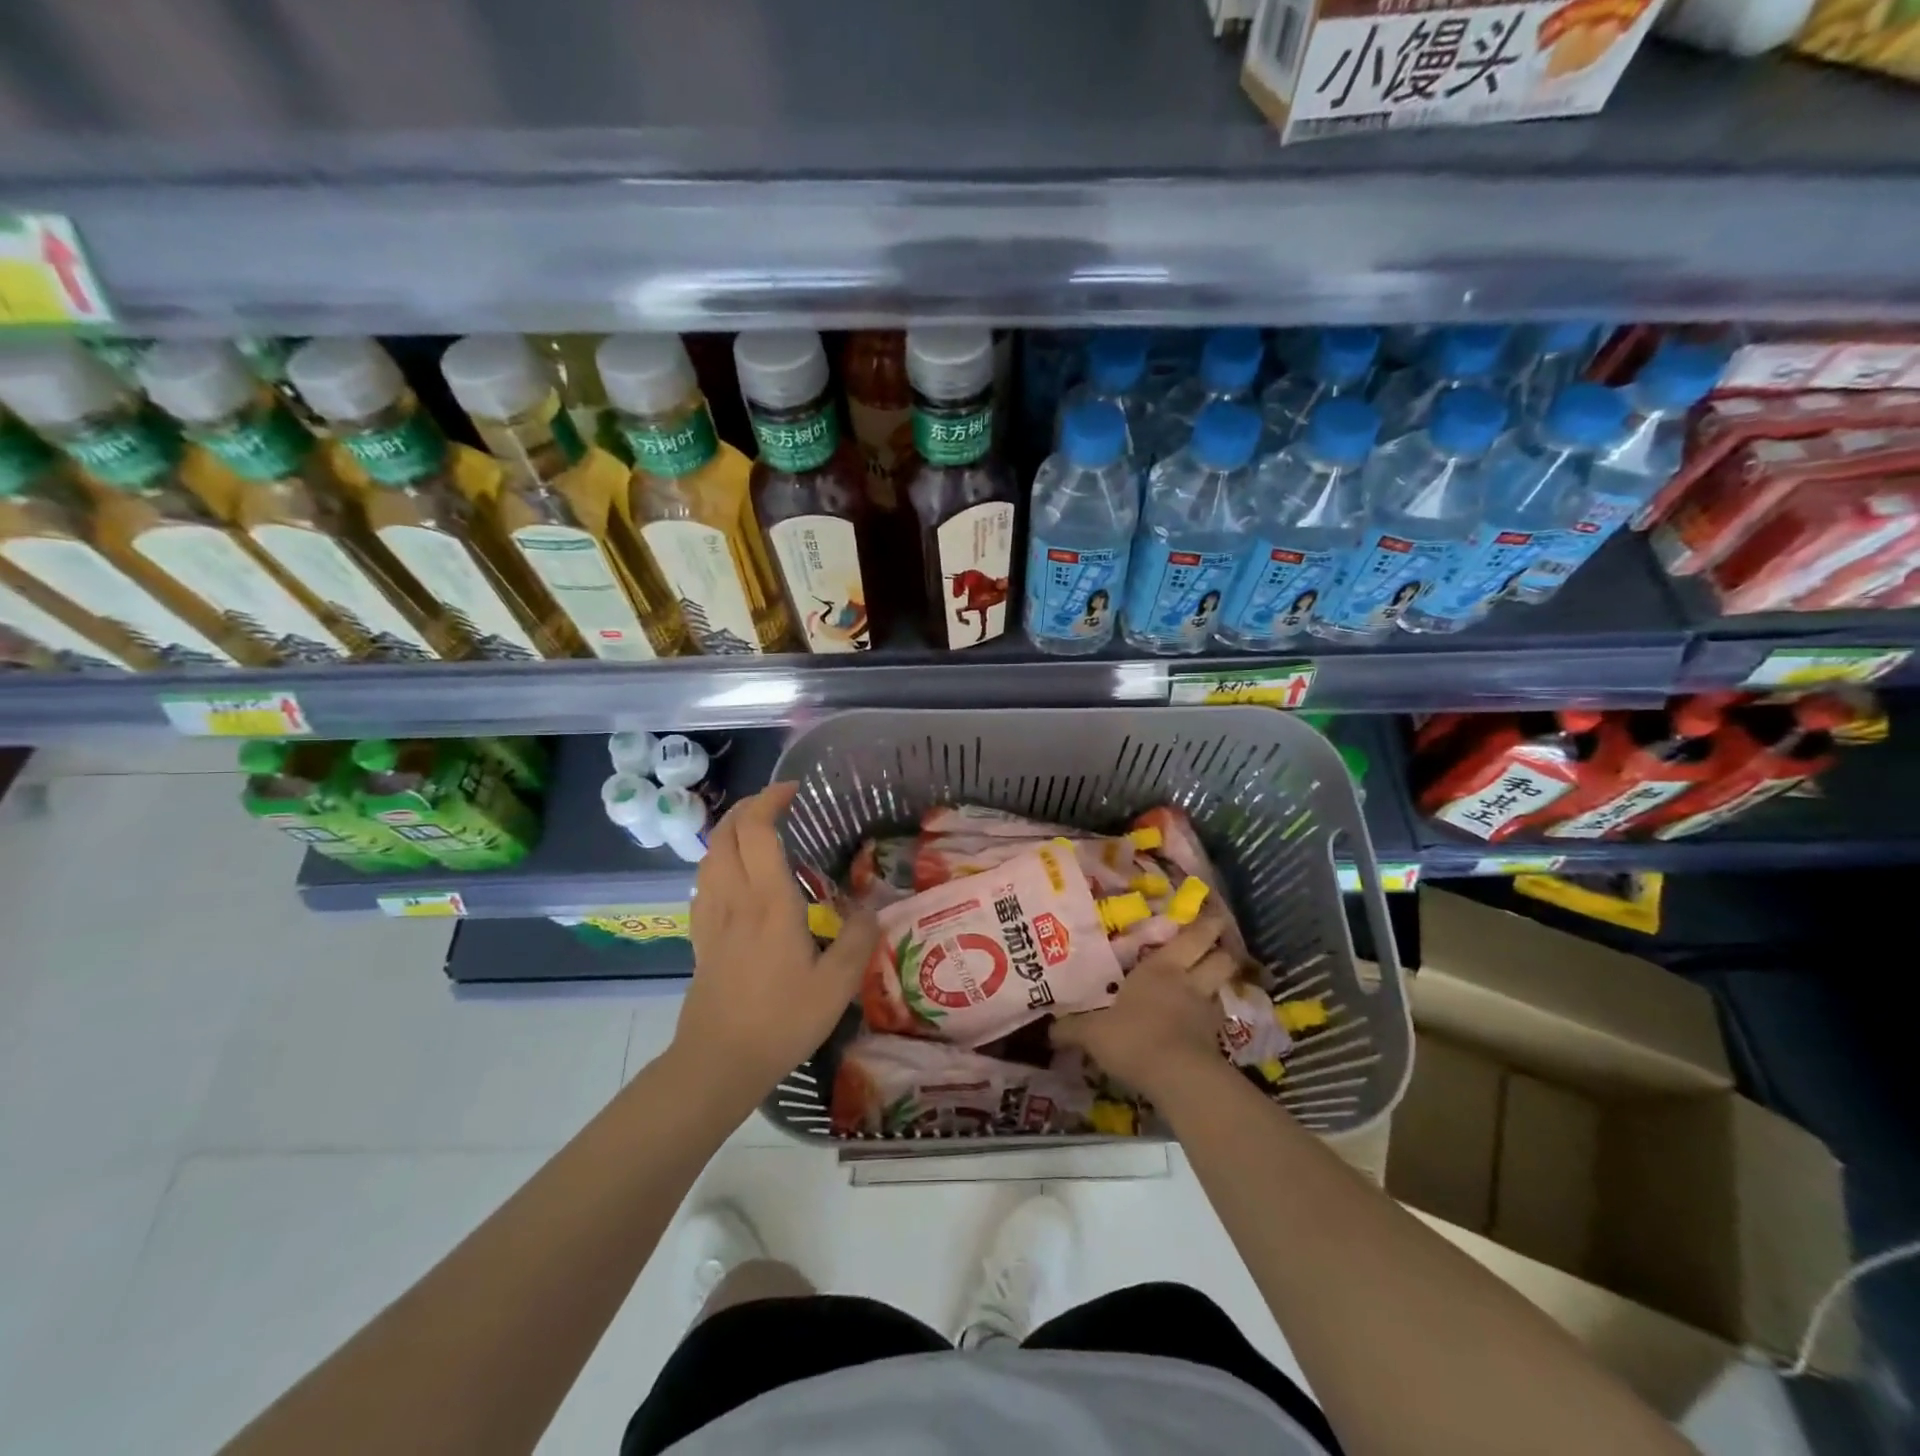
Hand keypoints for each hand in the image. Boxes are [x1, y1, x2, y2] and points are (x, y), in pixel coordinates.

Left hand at [672, 782, 879, 1103]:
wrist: (718, 1062)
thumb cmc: (781, 1020)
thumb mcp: (836, 985)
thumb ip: (858, 939)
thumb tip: (872, 905)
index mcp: (769, 902)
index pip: (756, 830)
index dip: (770, 800)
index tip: (794, 790)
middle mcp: (735, 898)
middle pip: (725, 833)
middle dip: (747, 807)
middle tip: (777, 804)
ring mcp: (711, 917)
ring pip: (710, 854)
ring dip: (730, 830)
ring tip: (758, 830)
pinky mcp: (701, 936)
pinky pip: (704, 881)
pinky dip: (719, 860)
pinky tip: (735, 875)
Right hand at [1052, 914, 1238, 1099]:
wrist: (1177, 1078)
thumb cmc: (1133, 1037)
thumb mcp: (1092, 1033)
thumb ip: (1072, 1029)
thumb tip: (1047, 1029)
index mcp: (1161, 968)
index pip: (1192, 938)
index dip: (1204, 926)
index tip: (1211, 915)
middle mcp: (1189, 982)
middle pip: (1221, 958)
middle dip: (1222, 949)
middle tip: (1218, 944)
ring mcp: (1207, 1012)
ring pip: (1223, 987)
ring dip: (1219, 983)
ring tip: (1208, 984)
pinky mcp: (1217, 1042)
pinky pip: (1217, 1020)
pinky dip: (1212, 1018)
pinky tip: (1199, 1024)